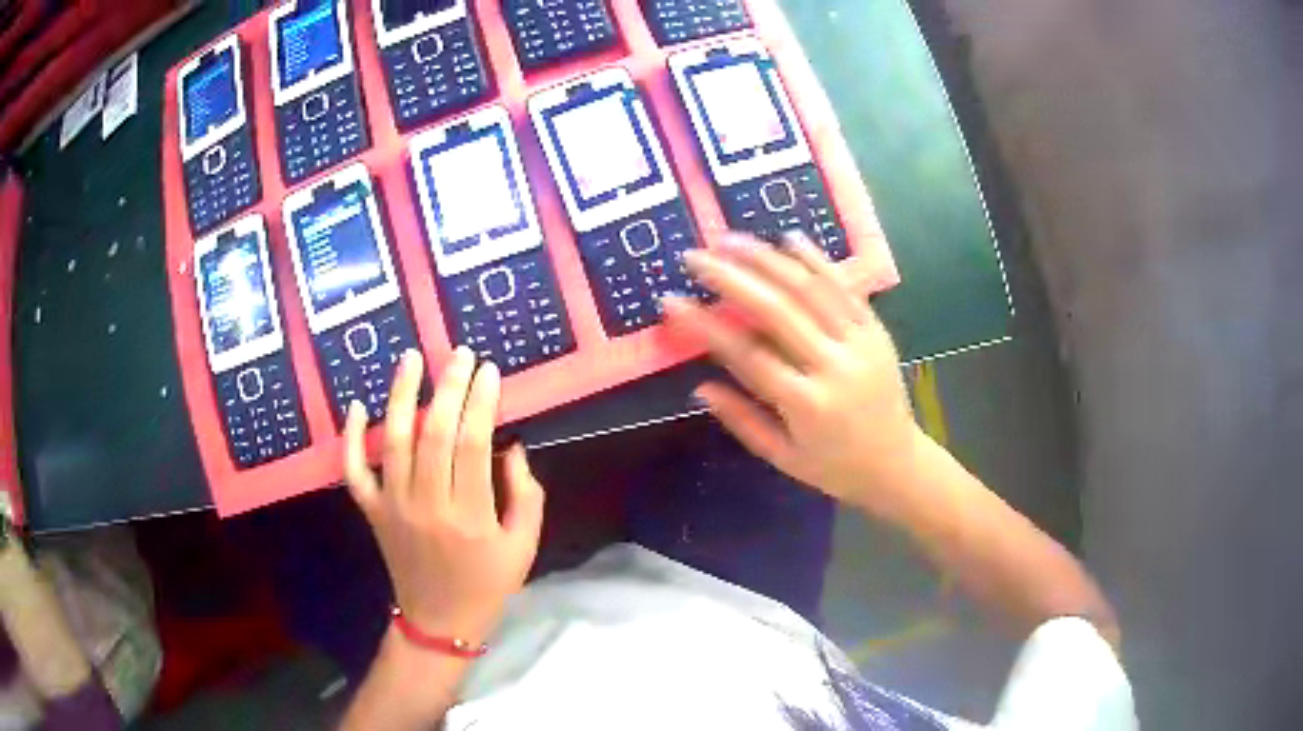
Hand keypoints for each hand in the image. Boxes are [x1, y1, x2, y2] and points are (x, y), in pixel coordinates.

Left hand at [343, 347, 544, 644]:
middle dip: (448, 387)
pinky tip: (356, 407)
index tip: (489, 370)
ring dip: (400, 396)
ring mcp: (393, 506)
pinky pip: (354, 470)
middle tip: (459, 353)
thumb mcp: (523, 546)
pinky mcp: (372, 512)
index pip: (473, 444)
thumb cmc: (487, 583)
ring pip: (393, 441)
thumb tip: (513, 446)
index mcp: (469, 515)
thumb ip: (526, 495)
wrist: (439, 620)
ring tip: (410, 358)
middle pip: (434, 433)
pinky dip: (351, 438)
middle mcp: (427, 504)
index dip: (481, 402)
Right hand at [663, 233, 922, 513]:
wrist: (898, 464)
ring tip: (731, 239)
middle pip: (778, 311)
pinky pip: (844, 287)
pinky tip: (788, 238)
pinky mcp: (876, 330)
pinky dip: (816, 260)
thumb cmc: (835, 468)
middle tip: (696, 256)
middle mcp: (835, 366)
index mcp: (808, 405)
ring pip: (811, 289)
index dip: (706, 326)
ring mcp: (861, 342)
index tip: (672, 301)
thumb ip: (742, 421)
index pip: (748, 356)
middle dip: (732, 278)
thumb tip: (699, 387)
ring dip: (768, 259)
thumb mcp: (783, 458)